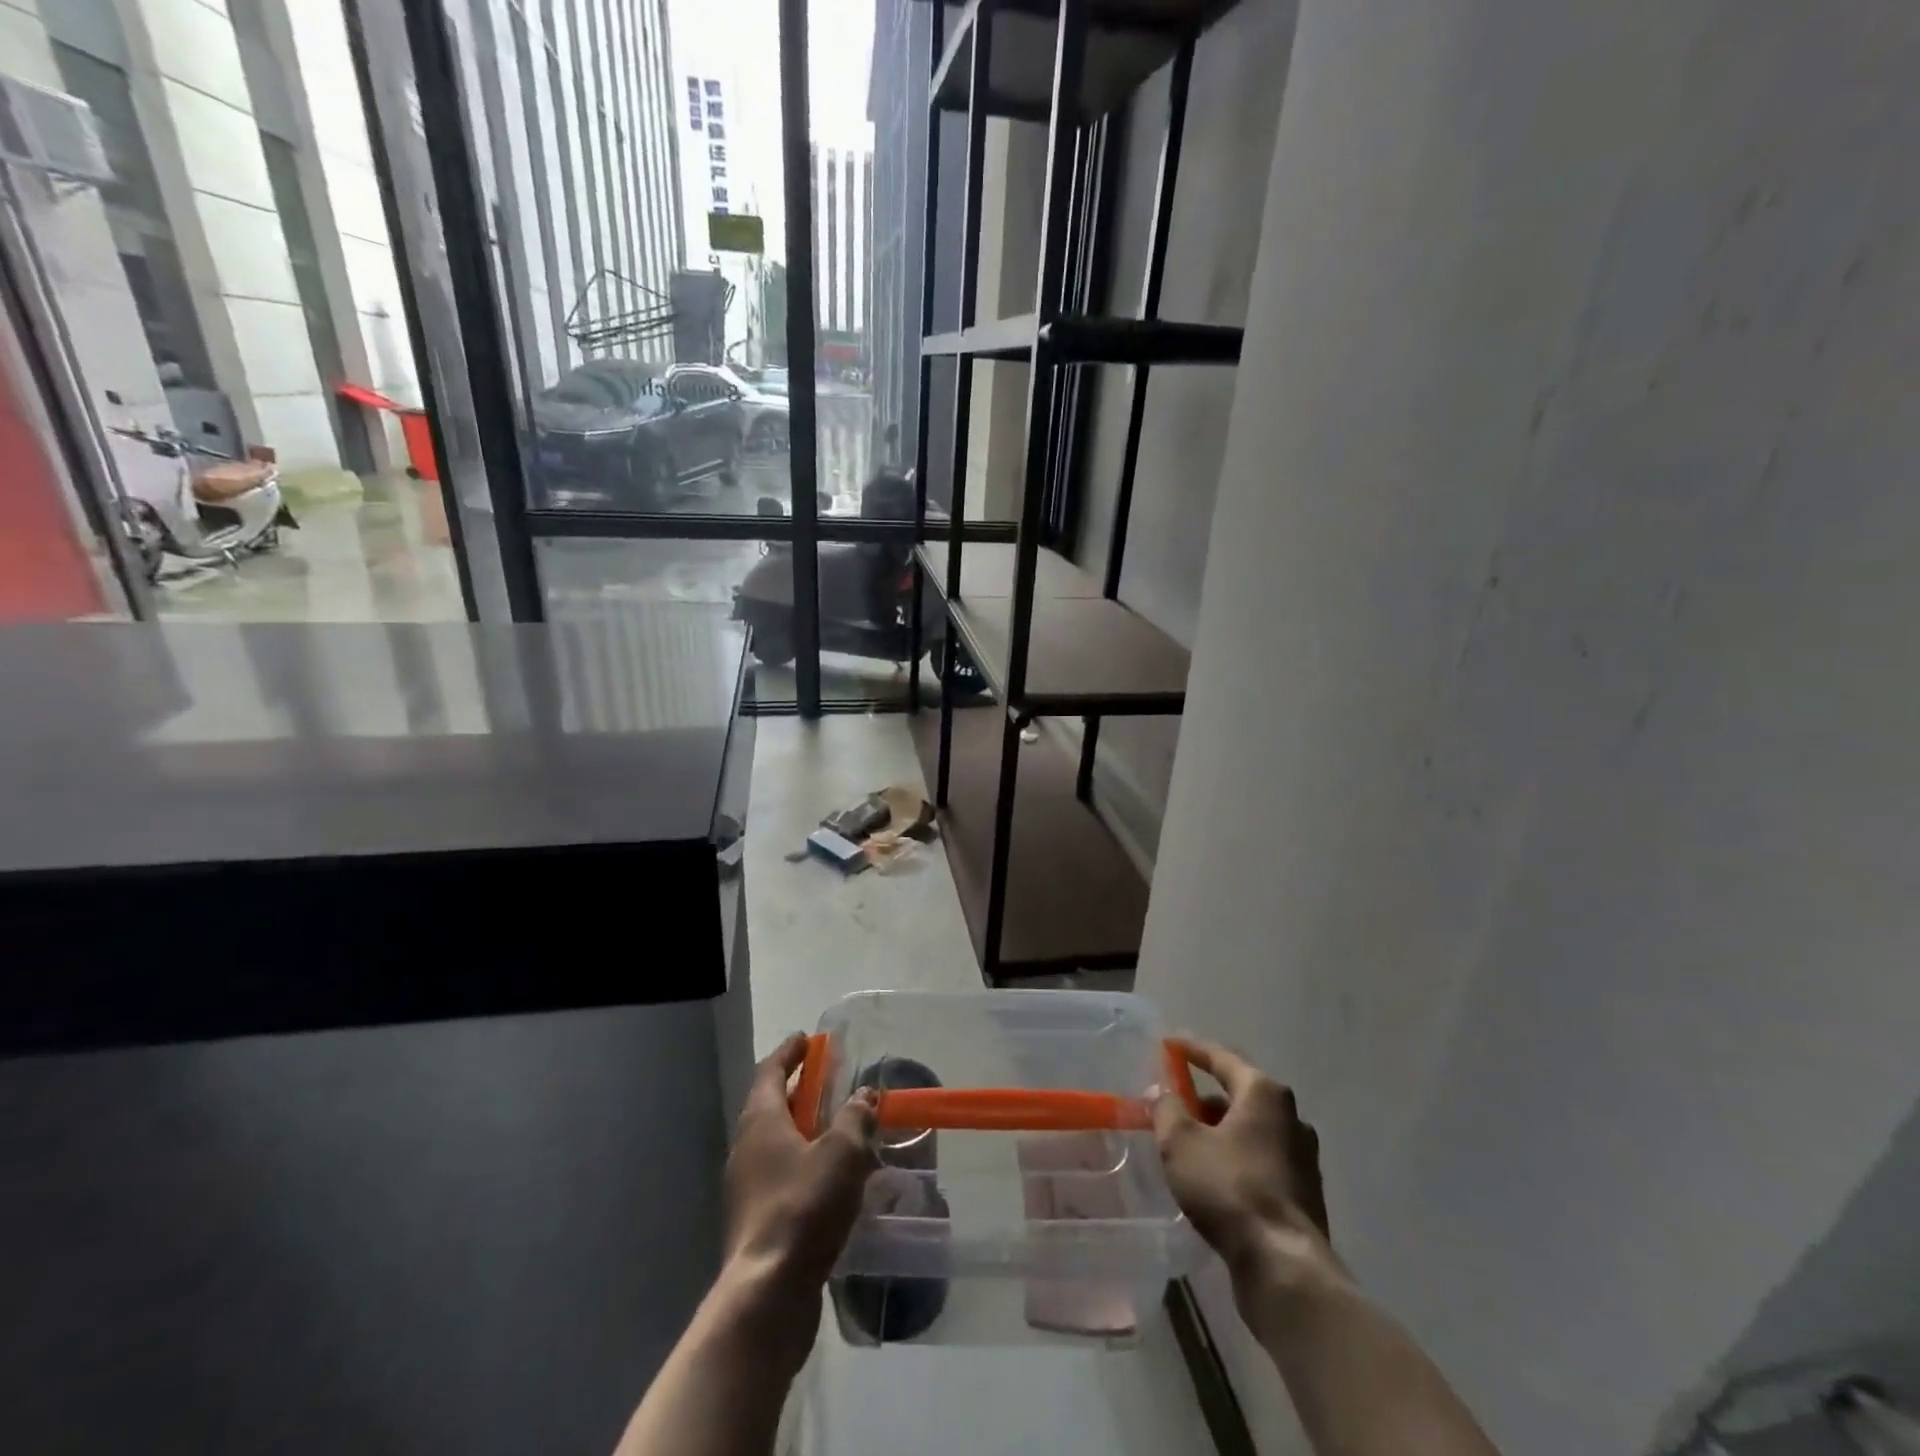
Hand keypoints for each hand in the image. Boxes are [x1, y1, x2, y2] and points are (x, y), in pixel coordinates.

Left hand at [724, 1033, 877, 1301]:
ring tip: (835, 1128)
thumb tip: (865, 1094)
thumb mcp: (842, 1153)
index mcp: (761, 1121)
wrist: (767, 1294)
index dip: (790, 1052)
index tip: (807, 1038)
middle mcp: (746, 1148)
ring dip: (802, 1129)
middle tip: (827, 1078)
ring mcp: (746, 1188)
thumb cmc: (803, 1207)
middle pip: (771, 1105)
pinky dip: (802, 1163)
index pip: (771, 1071)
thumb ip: (855, 1118)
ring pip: (775, 1143)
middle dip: (799, 1089)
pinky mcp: (755, 1221)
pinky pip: (780, 1175)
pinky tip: (829, 1178)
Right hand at [1152, 1038, 1336, 1286]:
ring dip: (1219, 1131)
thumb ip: (1167, 1108)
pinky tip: (1213, 1177)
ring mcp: (1303, 1157)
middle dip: (1204, 1098)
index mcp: (1264, 1093)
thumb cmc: (1229, 1188)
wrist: (1284, 1266)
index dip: (1192, 1049)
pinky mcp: (1304, 1193)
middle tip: (1174, 1104)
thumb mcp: (1181, 1142)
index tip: (1168, 1044)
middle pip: (1239, 1094)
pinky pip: (1261, 1159)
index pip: (1222, 1058)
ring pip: (1251, 1130)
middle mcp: (1291, 1117)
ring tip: (1188, 1145)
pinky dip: (1235, 1157)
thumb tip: (1163, 1092)